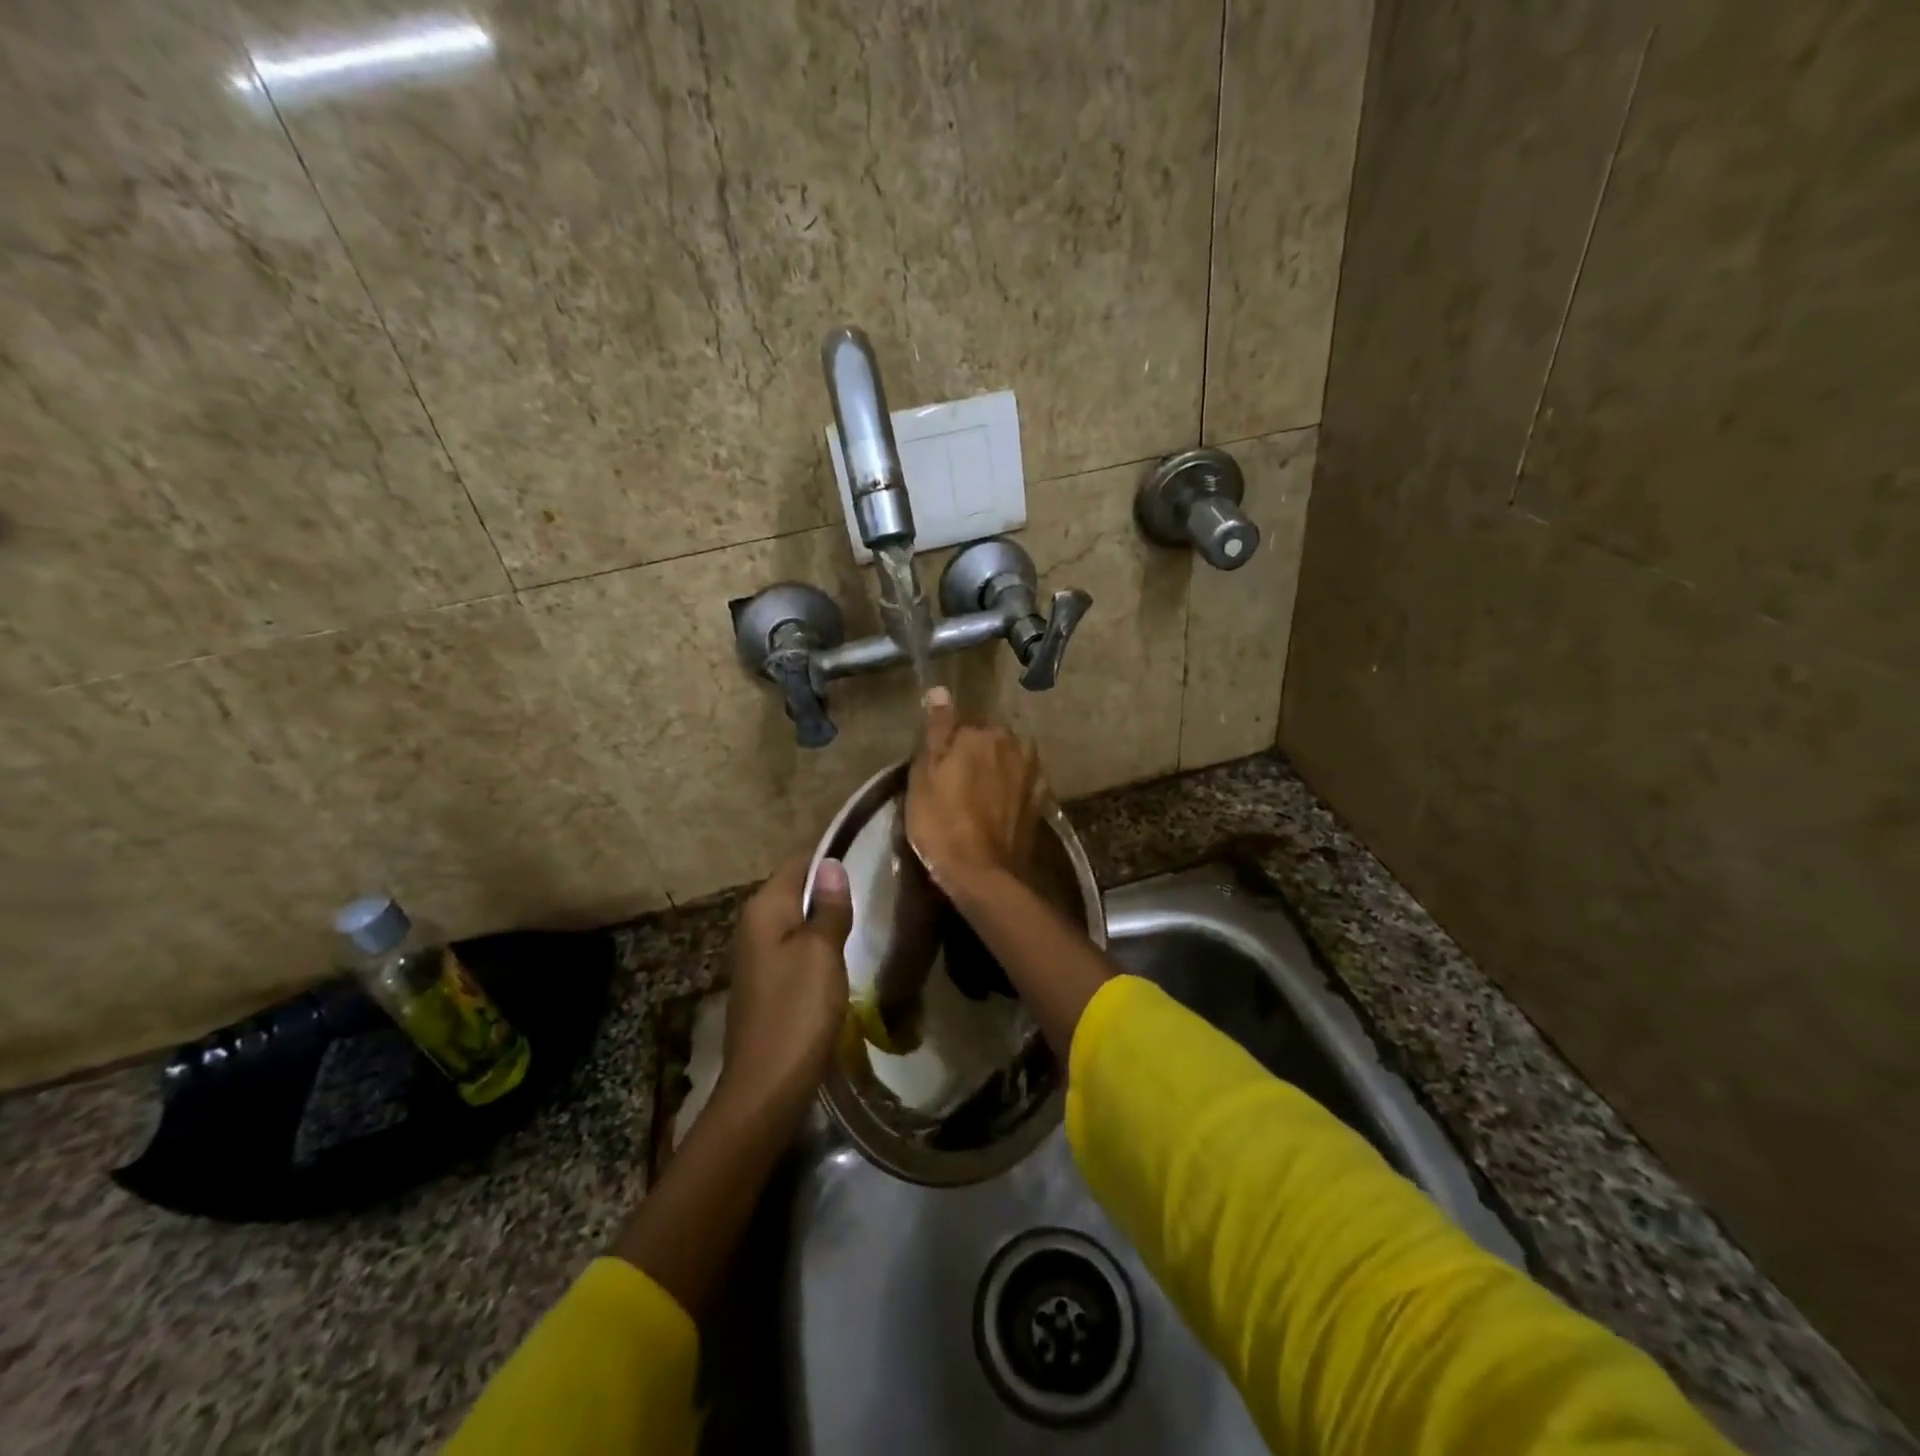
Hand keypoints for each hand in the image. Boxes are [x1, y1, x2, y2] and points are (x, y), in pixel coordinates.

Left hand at [718, 855, 853, 1117]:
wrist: (766, 1086)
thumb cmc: (797, 1011)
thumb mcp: (822, 952)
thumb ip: (828, 907)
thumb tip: (830, 864)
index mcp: (765, 908)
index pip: (799, 862)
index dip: (831, 858)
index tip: (868, 859)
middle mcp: (753, 924)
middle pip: (796, 890)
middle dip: (830, 889)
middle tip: (874, 891)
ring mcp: (756, 955)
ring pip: (797, 921)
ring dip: (826, 920)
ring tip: (864, 920)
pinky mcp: (765, 982)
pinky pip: (794, 948)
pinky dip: (817, 946)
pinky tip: (840, 958)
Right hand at [905, 687, 1047, 894]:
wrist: (982, 873)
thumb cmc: (942, 822)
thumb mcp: (924, 775)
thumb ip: (937, 730)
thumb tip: (941, 691)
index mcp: (983, 733)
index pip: (962, 724)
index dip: (948, 744)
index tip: (938, 766)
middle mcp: (1014, 744)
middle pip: (990, 739)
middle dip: (977, 752)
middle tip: (956, 782)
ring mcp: (1033, 772)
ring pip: (1009, 758)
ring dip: (997, 768)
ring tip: (979, 795)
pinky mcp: (1042, 800)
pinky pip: (1023, 782)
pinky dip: (1013, 788)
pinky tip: (1000, 805)